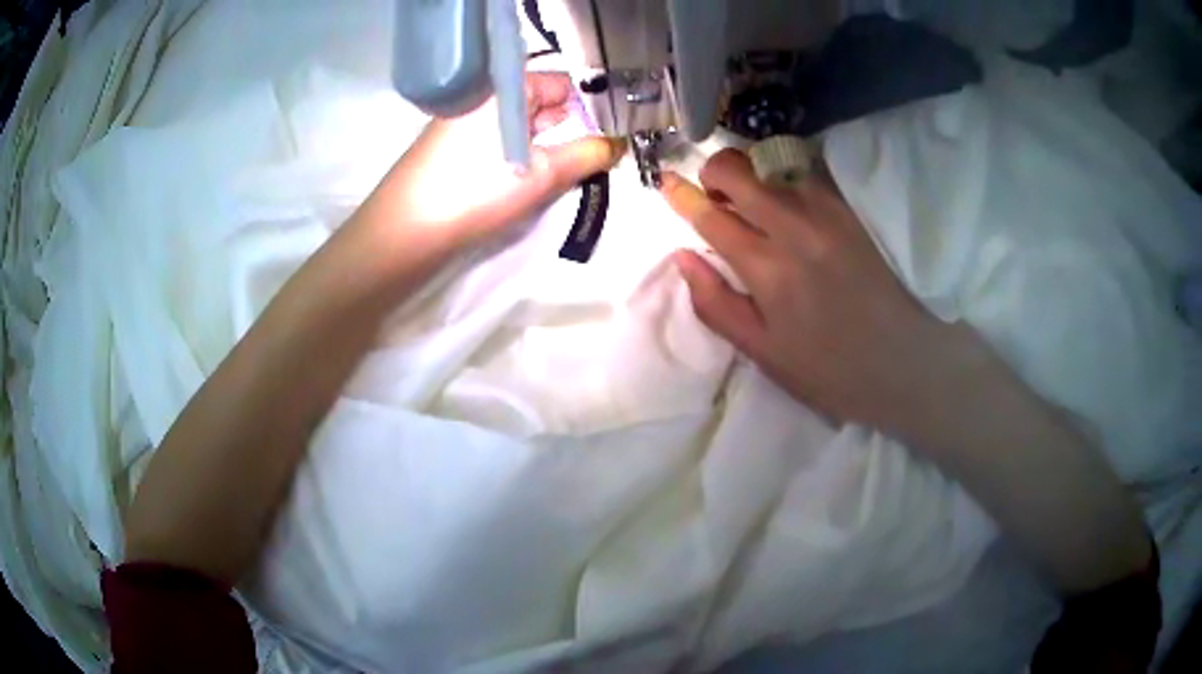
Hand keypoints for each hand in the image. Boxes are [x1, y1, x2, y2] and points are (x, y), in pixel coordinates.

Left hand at [356, 72, 624, 251]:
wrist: (406, 230)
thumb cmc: (476, 190)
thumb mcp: (542, 174)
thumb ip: (587, 155)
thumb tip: (618, 144)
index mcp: (506, 86)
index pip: (563, 83)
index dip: (591, 106)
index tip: (613, 133)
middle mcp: (486, 94)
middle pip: (543, 102)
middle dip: (572, 127)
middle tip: (599, 155)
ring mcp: (468, 119)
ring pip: (523, 124)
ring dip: (548, 144)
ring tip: (571, 169)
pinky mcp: (455, 144)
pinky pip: (501, 139)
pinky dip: (523, 153)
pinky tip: (533, 176)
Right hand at [661, 149, 969, 430]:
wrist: (911, 363)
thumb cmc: (833, 369)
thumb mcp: (765, 354)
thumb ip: (717, 304)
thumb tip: (683, 259)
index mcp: (768, 269)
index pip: (711, 216)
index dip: (682, 196)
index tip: (666, 183)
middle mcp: (796, 226)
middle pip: (739, 170)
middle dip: (714, 171)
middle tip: (715, 193)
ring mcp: (831, 211)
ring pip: (774, 163)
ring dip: (753, 172)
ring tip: (755, 198)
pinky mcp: (857, 208)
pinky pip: (810, 172)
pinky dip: (788, 175)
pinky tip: (791, 198)